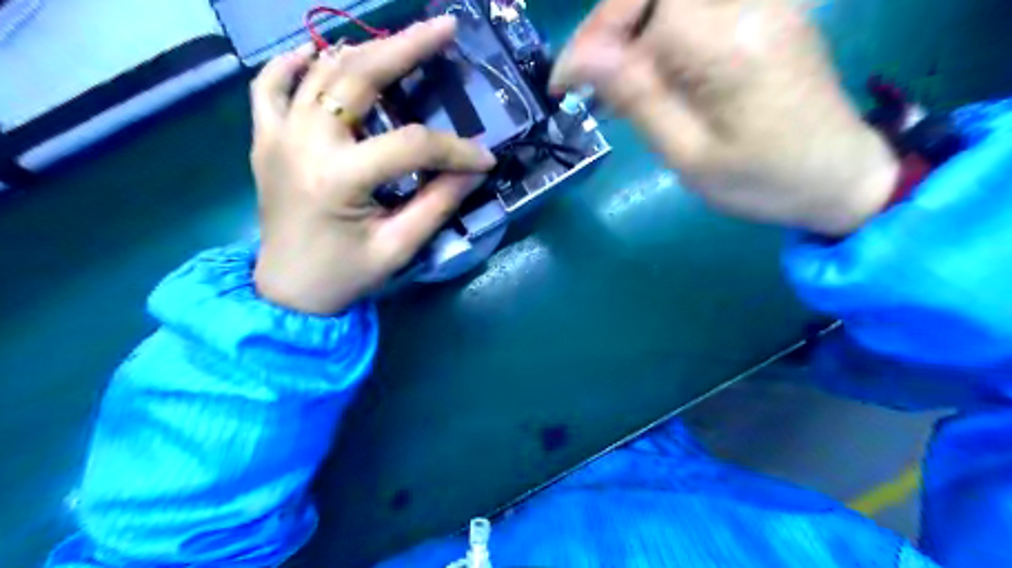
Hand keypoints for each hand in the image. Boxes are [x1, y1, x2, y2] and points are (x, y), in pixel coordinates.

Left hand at [247, 17, 495, 316]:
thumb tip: (472, 170)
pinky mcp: (265, 140)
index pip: (412, 145)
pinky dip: (293, 63)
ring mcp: (277, 136)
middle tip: (445, 28)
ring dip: (363, 51)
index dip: (455, 149)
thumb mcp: (399, 247)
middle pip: (359, 77)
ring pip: (319, 71)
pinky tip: (318, 54)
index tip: (486, 159)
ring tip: (400, 43)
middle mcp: (303, 143)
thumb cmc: (345, 276)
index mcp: (339, 178)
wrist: (288, 291)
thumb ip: (437, 204)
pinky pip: (269, 86)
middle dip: (408, 49)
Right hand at [552, 0, 901, 235]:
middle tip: (585, 78)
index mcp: (729, 42)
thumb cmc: (761, 181)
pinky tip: (647, 74)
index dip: (595, 34)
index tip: (565, 82)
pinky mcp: (765, 12)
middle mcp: (749, 4)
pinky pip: (695, 8)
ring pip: (671, 0)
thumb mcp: (689, 155)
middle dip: (609, 27)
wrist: (839, 178)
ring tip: (610, 83)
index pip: (643, 1)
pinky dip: (658, 33)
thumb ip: (638, 98)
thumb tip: (584, 56)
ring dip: (631, 30)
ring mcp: (763, 2)